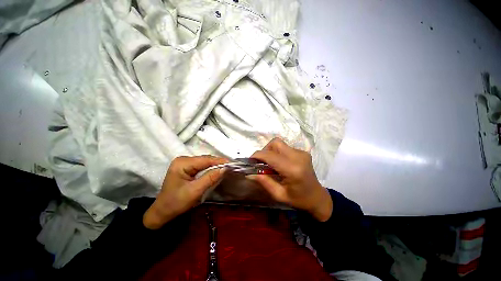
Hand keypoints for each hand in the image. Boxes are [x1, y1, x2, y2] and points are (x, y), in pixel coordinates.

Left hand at [143, 155, 227, 228]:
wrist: (163, 212)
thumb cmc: (176, 203)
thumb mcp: (195, 191)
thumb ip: (210, 178)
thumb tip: (225, 168)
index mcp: (182, 163)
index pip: (205, 160)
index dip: (219, 161)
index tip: (232, 164)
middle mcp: (184, 159)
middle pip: (205, 159)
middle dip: (218, 163)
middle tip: (231, 168)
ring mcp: (185, 163)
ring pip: (205, 162)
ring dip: (215, 166)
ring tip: (226, 169)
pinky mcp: (187, 167)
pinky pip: (202, 166)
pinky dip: (210, 168)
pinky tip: (217, 171)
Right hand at [247, 138, 332, 221]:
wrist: (317, 197)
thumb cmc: (299, 199)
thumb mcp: (279, 195)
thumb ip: (264, 182)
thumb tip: (249, 173)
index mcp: (292, 169)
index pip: (270, 155)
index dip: (257, 155)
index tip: (250, 160)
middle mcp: (298, 157)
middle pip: (275, 143)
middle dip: (265, 150)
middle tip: (261, 162)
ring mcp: (302, 153)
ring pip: (280, 143)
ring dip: (271, 150)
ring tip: (270, 163)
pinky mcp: (303, 152)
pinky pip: (285, 147)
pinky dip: (278, 152)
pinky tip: (280, 163)